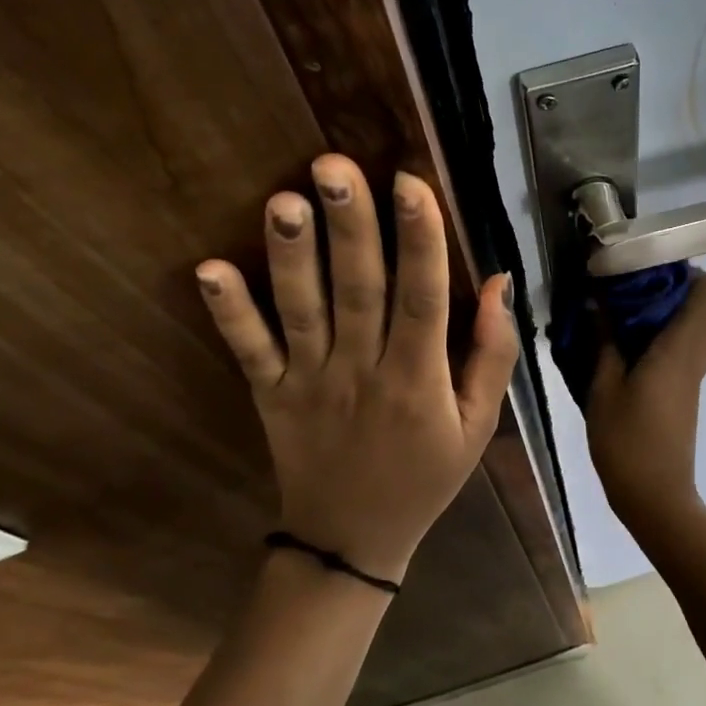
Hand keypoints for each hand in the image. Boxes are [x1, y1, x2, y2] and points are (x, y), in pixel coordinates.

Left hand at [194, 155, 519, 584]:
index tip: (410, 184)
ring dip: (291, 255)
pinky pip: (249, 351)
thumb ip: (493, 354)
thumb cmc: (426, 475)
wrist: (352, 539)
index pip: (422, 298)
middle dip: (349, 226)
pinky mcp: (270, 394)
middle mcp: (362, 371)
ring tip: (284, 200)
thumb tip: (497, 283)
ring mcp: (309, 382)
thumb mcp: (478, 424)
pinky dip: (228, 312)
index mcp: (418, 379)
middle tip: (333, 166)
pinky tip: (207, 270)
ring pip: (301, 311)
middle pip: (358, 290)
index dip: (419, 240)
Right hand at [585, 270, 705, 523]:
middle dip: (685, 288)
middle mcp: (696, 357)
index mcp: (680, 350)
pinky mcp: (687, 390)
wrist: (654, 495)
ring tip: (636, 312)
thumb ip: (602, 341)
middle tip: (642, 287)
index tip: (651, 269)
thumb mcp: (603, 387)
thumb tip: (595, 301)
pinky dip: (673, 333)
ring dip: (680, 311)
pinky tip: (635, 342)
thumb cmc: (627, 441)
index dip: (691, 274)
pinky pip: (692, 347)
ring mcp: (695, 375)